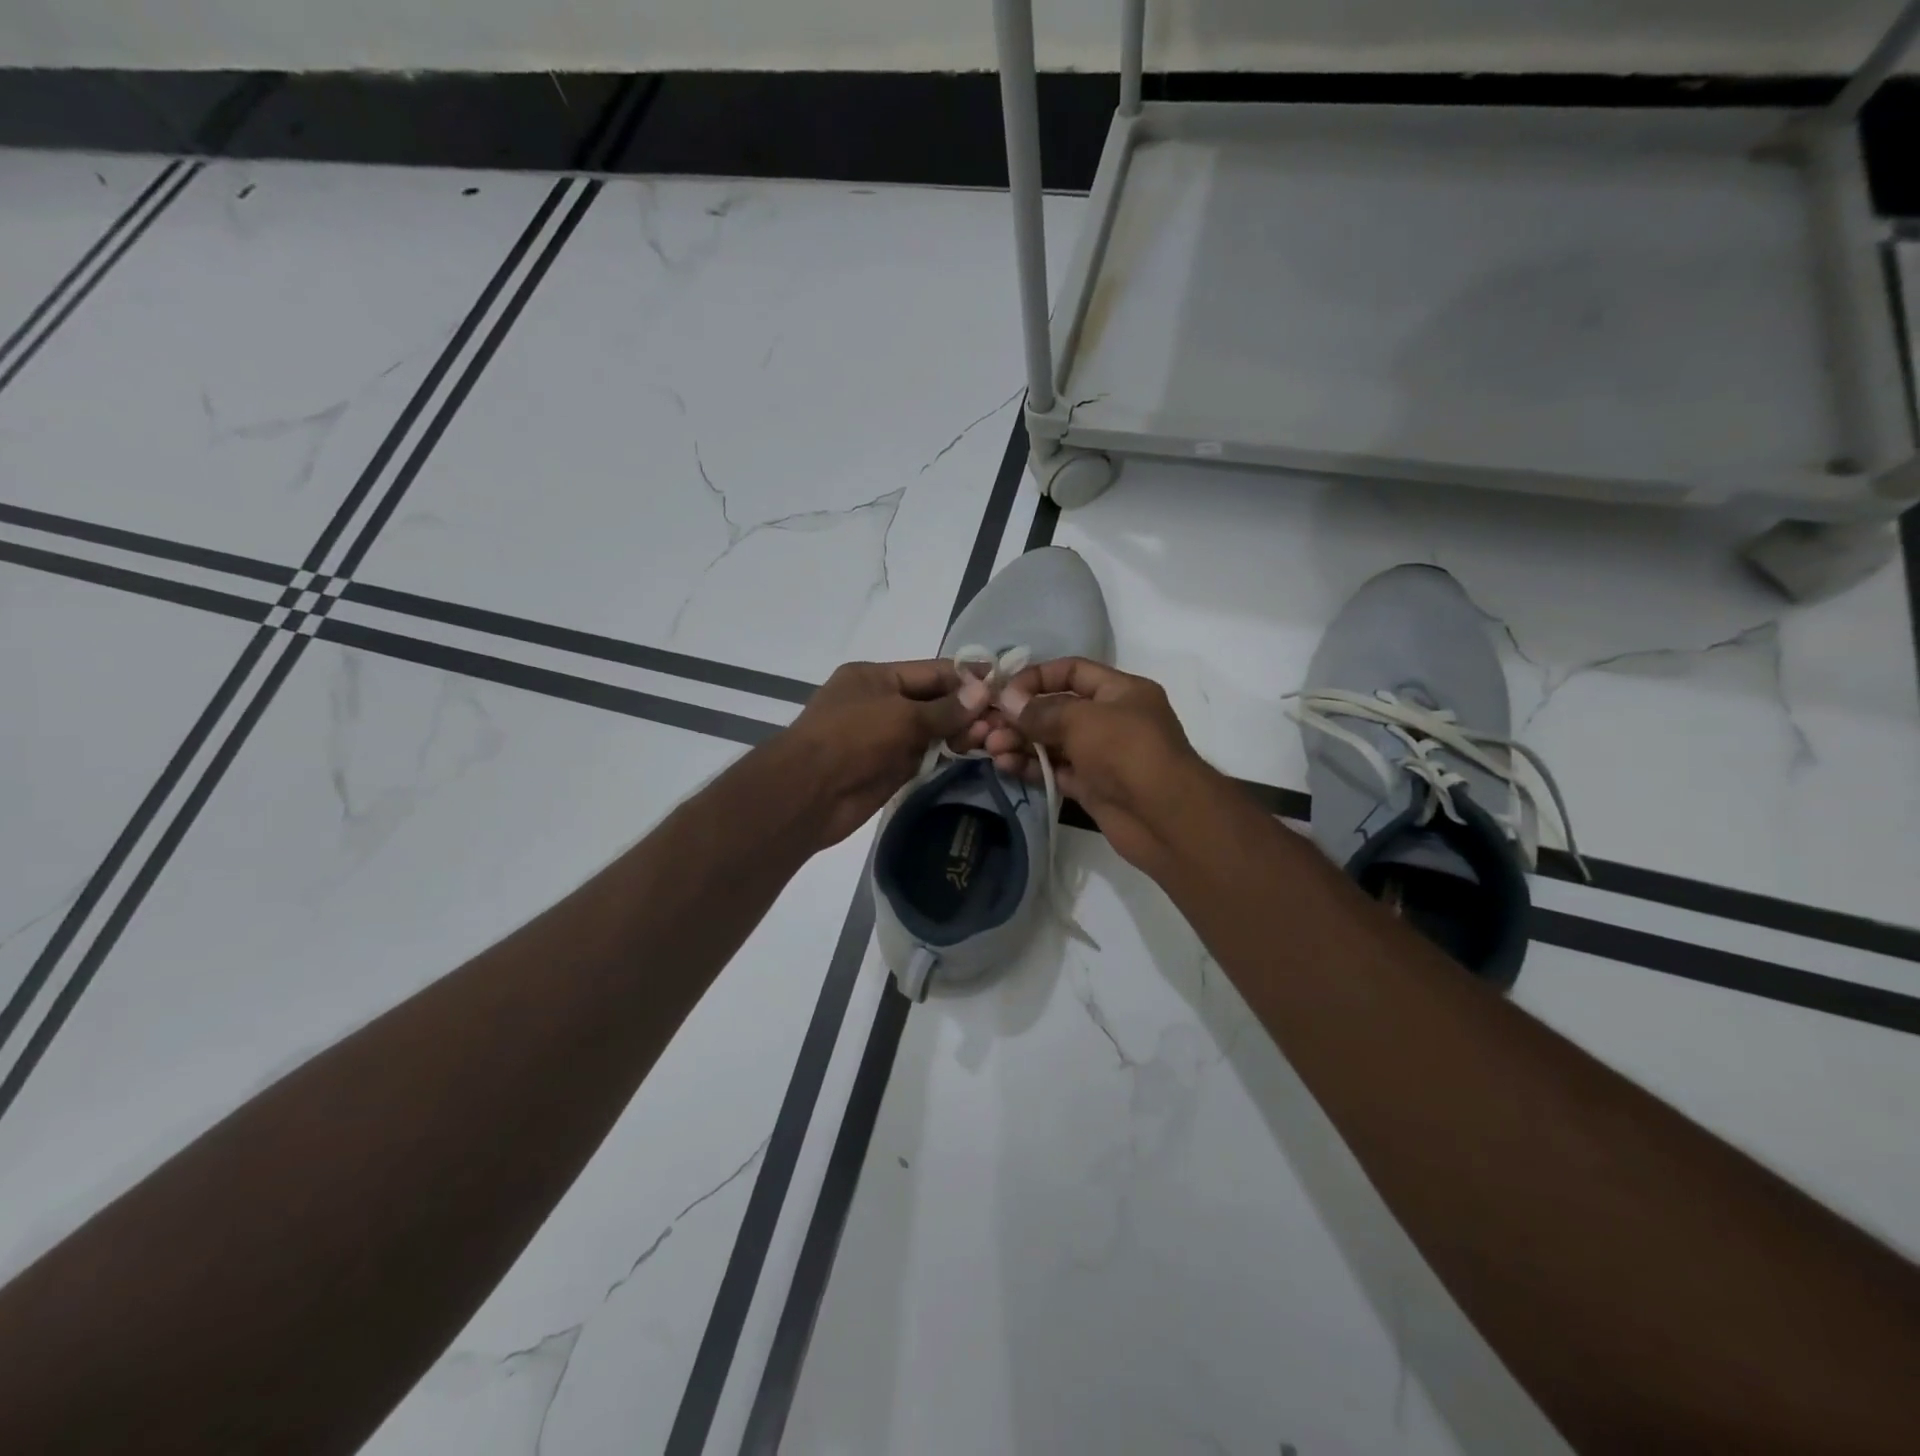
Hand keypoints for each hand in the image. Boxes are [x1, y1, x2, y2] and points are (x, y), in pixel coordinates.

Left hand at [782, 659, 990, 847]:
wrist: (809, 794)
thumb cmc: (851, 739)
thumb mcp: (901, 715)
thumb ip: (944, 708)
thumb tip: (983, 693)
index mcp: (876, 677)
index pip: (931, 671)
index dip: (967, 677)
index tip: (1003, 683)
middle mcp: (882, 702)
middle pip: (934, 700)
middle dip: (968, 708)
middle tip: (1003, 718)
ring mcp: (886, 736)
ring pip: (933, 729)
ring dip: (961, 731)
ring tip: (993, 737)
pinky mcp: (891, 767)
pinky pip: (926, 754)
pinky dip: (948, 752)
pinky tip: (974, 751)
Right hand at [982, 658, 1210, 876]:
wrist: (1164, 817)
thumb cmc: (1126, 751)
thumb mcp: (1082, 719)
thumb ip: (1042, 710)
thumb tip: (1008, 702)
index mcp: (1120, 691)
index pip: (1073, 671)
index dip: (1037, 677)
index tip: (1004, 691)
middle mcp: (1112, 719)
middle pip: (1058, 709)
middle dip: (1022, 715)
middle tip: (987, 725)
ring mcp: (1102, 756)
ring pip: (1053, 742)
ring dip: (1021, 742)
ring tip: (991, 748)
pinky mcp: (1092, 787)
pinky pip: (1055, 770)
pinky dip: (1030, 766)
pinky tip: (1004, 765)